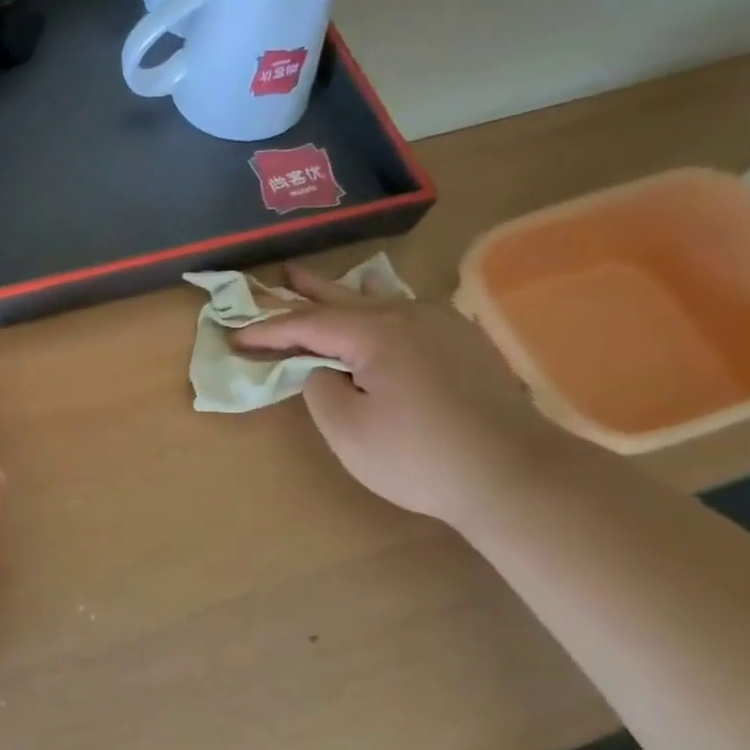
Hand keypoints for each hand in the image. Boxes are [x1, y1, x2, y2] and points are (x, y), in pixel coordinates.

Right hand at [234, 264, 578, 528]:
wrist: (515, 474)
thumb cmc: (419, 456)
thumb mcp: (347, 430)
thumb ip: (320, 389)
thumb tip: (324, 371)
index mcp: (377, 332)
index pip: (308, 324)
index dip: (268, 330)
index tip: (235, 337)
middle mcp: (410, 315)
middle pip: (346, 297)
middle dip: (308, 290)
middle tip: (281, 275)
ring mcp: (444, 326)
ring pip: (381, 303)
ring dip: (346, 296)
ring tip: (324, 286)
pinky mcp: (465, 345)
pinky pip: (407, 316)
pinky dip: (379, 312)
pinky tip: (379, 314)